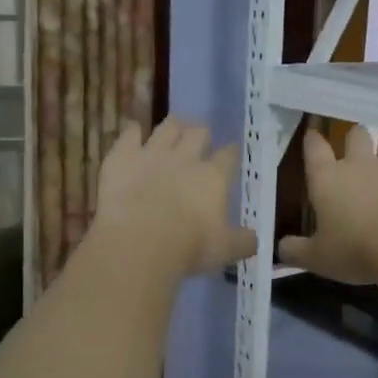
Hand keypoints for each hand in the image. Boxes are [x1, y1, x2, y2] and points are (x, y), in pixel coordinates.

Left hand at [92, 118, 257, 276]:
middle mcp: (186, 157)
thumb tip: (255, 239)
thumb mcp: (225, 250)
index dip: (231, 153)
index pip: (228, 156)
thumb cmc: (188, 248)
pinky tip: (134, 132)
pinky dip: (133, 131)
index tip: (231, 153)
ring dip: (173, 126)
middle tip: (200, 139)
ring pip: (167, 127)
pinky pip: (130, 132)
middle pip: (199, 132)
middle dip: (201, 133)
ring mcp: (152, 152)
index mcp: (214, 177)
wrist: (138, 242)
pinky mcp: (123, 155)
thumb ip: (243, 241)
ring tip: (173, 128)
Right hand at [281, 125, 377, 284]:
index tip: (312, 134)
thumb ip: (296, 250)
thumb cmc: (357, 250)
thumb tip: (280, 248)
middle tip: (356, 146)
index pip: (315, 149)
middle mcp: (359, 163)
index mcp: (328, 179)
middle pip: (355, 134)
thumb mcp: (318, 259)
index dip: (312, 140)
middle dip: (355, 137)